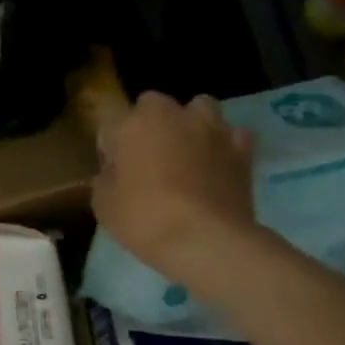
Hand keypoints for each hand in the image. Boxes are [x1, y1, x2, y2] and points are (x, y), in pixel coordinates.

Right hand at [92, 92, 257, 280]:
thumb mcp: (103, 203)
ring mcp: (211, 130)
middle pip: (154, 104)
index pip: (111, 124)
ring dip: (190, 123)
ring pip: (200, 107)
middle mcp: (172, 116)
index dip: (110, 147)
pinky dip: (226, 144)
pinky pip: (234, 135)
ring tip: (186, 151)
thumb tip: (116, 171)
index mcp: (132, 125)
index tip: (112, 170)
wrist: (204, 240)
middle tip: (148, 156)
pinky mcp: (242, 150)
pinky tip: (218, 163)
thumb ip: (107, 177)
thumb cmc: (143, 219)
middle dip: (149, 123)